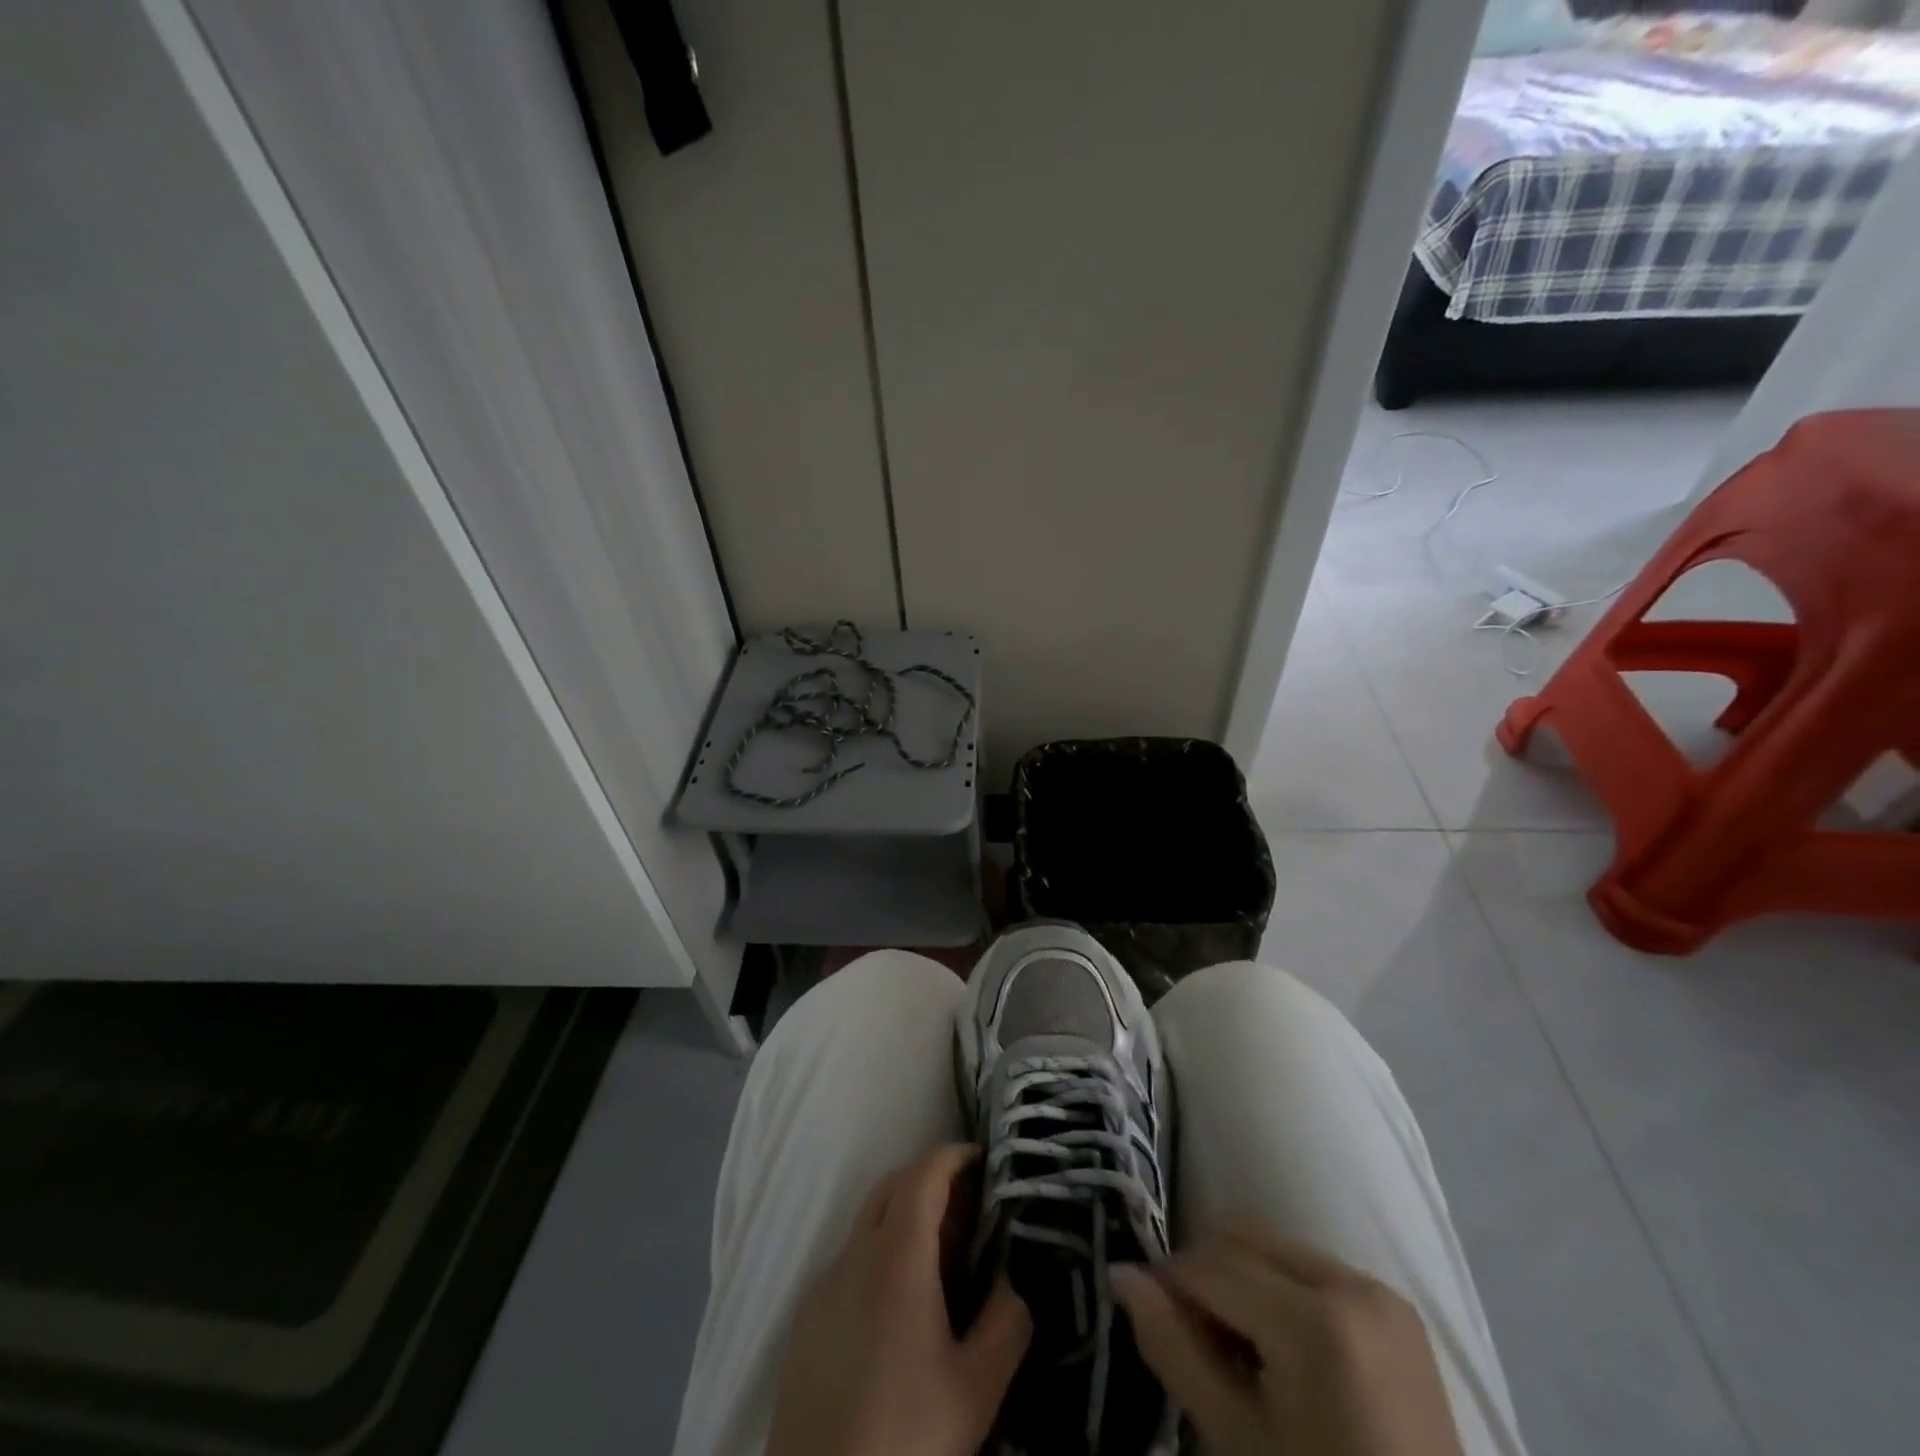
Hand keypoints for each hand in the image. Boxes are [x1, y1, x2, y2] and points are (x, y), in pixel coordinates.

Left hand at [766, 1144, 1030, 1455]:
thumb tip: (1014, 1283)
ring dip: (902, 1217)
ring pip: (866, 1224)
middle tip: (968, 1207)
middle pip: (890, 1187)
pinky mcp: (805, 1323)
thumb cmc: (907, 1438)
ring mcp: (823, 1288)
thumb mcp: (976, 1390)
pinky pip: (848, 1263)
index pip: (923, 1174)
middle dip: (929, 1179)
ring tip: (940, 1258)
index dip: (952, 1155)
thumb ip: (1007, 1323)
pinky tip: (899, 1307)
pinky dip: (878, 1255)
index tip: (982, 1157)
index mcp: (896, 1258)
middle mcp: (853, 1257)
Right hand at [1113, 1220, 1465, 1455]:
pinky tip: (1283, 1352)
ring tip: (1242, 1350)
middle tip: (1199, 1343)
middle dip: (1206, 1275)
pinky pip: (1312, 1267)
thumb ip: (1172, 1347)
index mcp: (1315, 1322)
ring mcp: (1380, 1291)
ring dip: (1241, 1279)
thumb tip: (1120, 1273)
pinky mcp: (1397, 1306)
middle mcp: (1350, 1283)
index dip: (1169, 1285)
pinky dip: (1281, 1290)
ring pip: (1273, 1246)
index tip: (1152, 1321)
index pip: (1210, 1266)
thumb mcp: (1235, 1439)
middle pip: (1241, 1237)